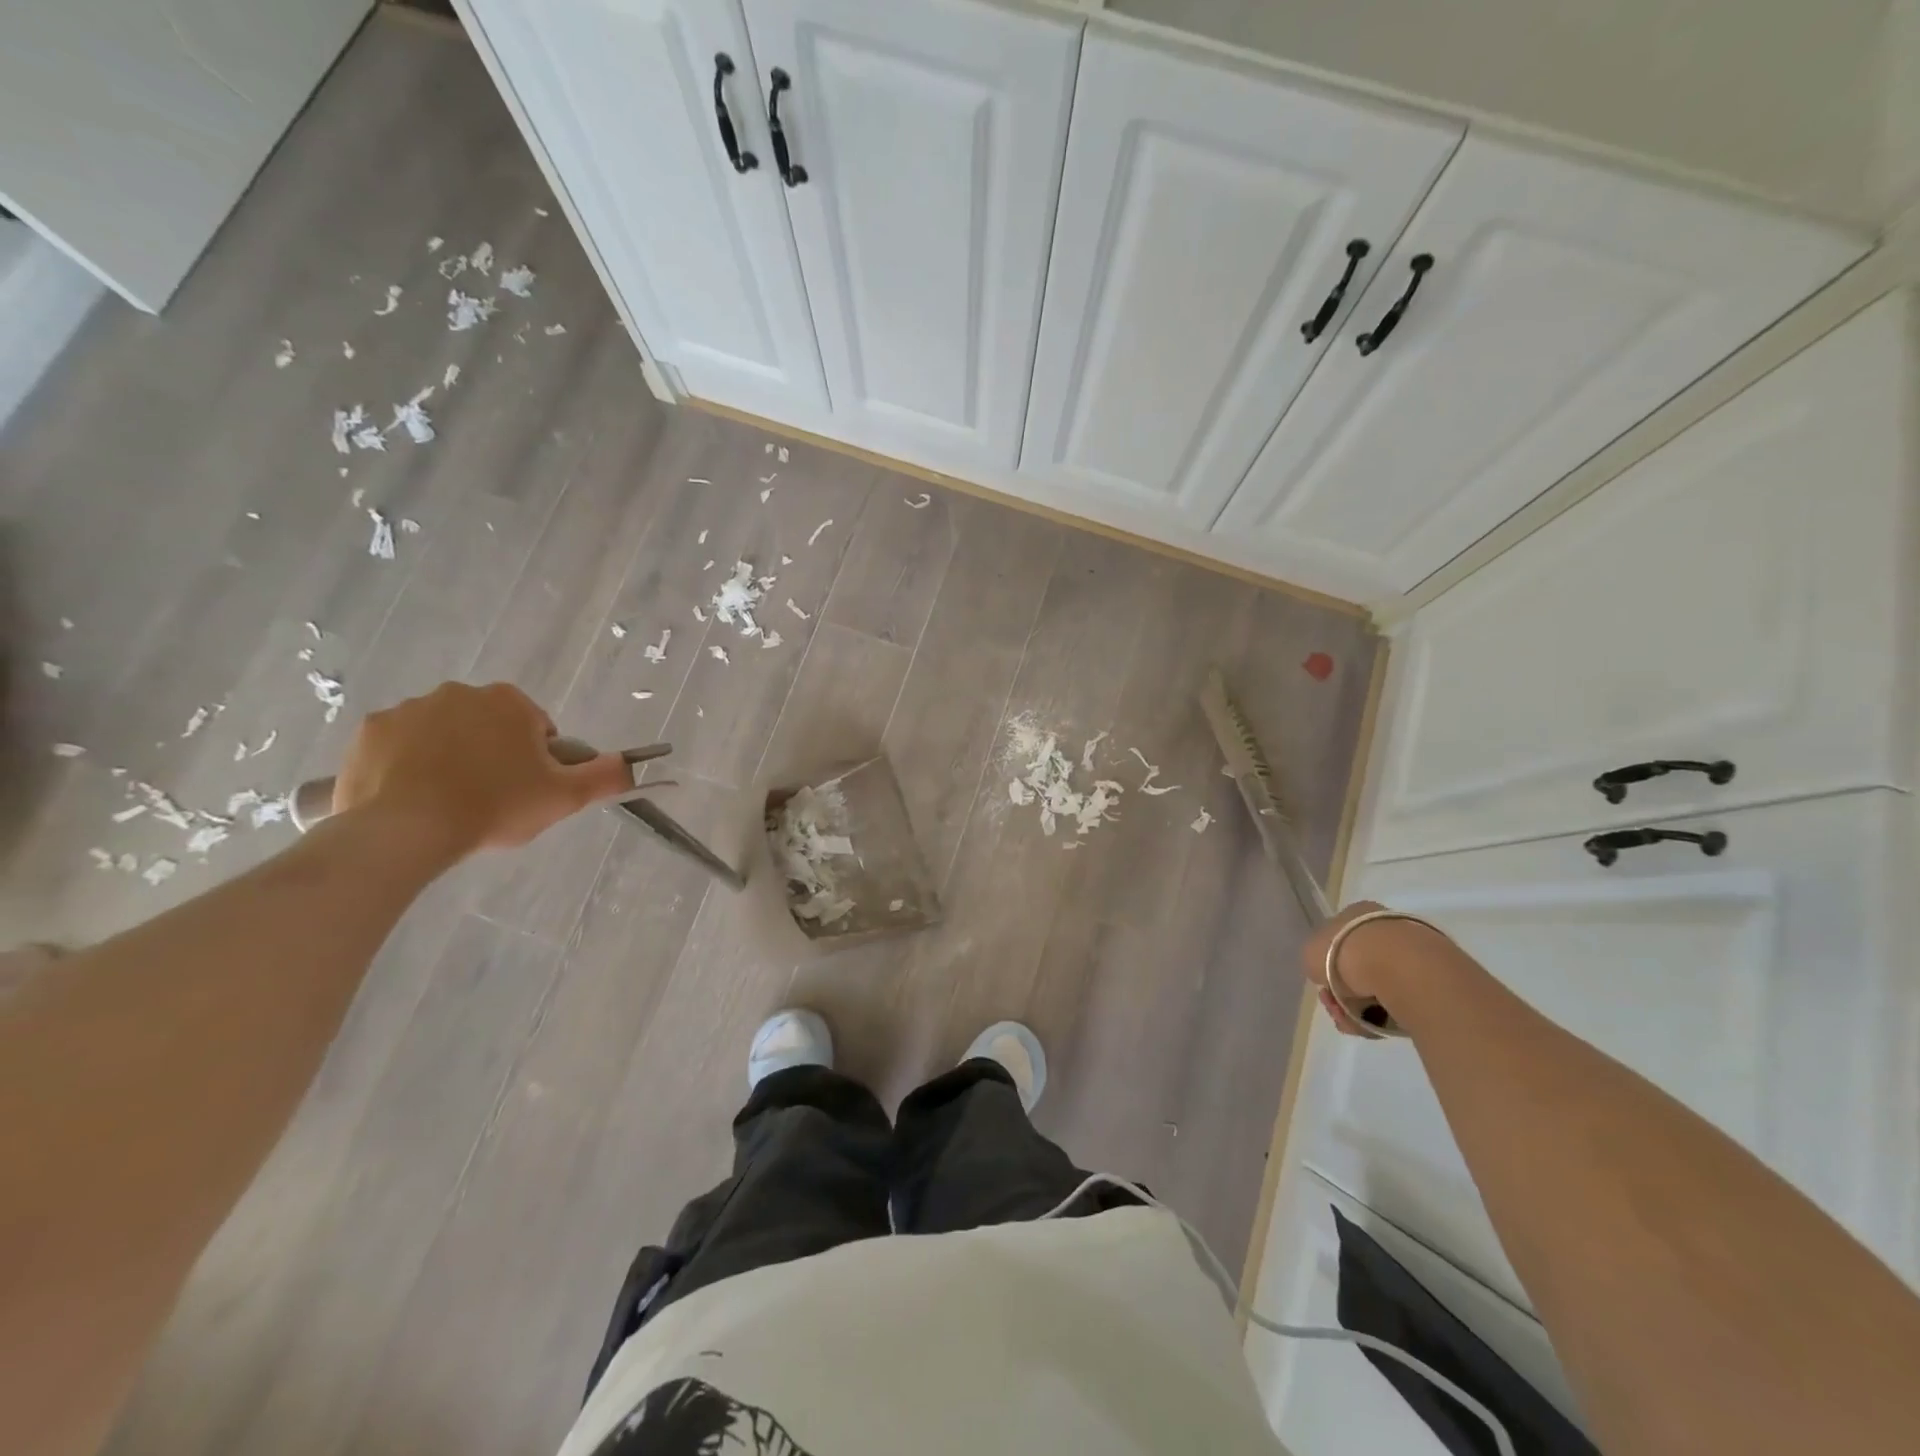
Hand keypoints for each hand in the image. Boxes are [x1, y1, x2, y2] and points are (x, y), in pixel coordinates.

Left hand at [332, 682, 634, 856]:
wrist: (405, 830)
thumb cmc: (495, 806)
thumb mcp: (565, 797)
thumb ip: (605, 776)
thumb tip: (632, 764)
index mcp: (508, 701)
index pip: (536, 727)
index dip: (538, 760)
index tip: (528, 789)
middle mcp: (459, 693)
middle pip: (489, 726)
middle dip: (494, 754)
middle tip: (494, 799)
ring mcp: (408, 709)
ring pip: (445, 734)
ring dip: (453, 758)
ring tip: (451, 802)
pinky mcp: (369, 732)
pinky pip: (401, 746)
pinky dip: (409, 765)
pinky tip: (415, 797)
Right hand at [1301, 900, 1455, 1036]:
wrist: (1401, 968)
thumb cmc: (1345, 951)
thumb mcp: (1310, 953)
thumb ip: (1315, 961)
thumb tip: (1328, 973)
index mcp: (1356, 913)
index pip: (1337, 940)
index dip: (1325, 967)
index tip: (1323, 987)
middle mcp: (1384, 928)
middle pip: (1357, 968)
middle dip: (1342, 993)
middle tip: (1336, 1008)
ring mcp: (1411, 952)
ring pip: (1377, 988)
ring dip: (1360, 1009)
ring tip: (1355, 1023)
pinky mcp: (1432, 980)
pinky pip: (1400, 1002)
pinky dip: (1386, 1016)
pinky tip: (1377, 1025)